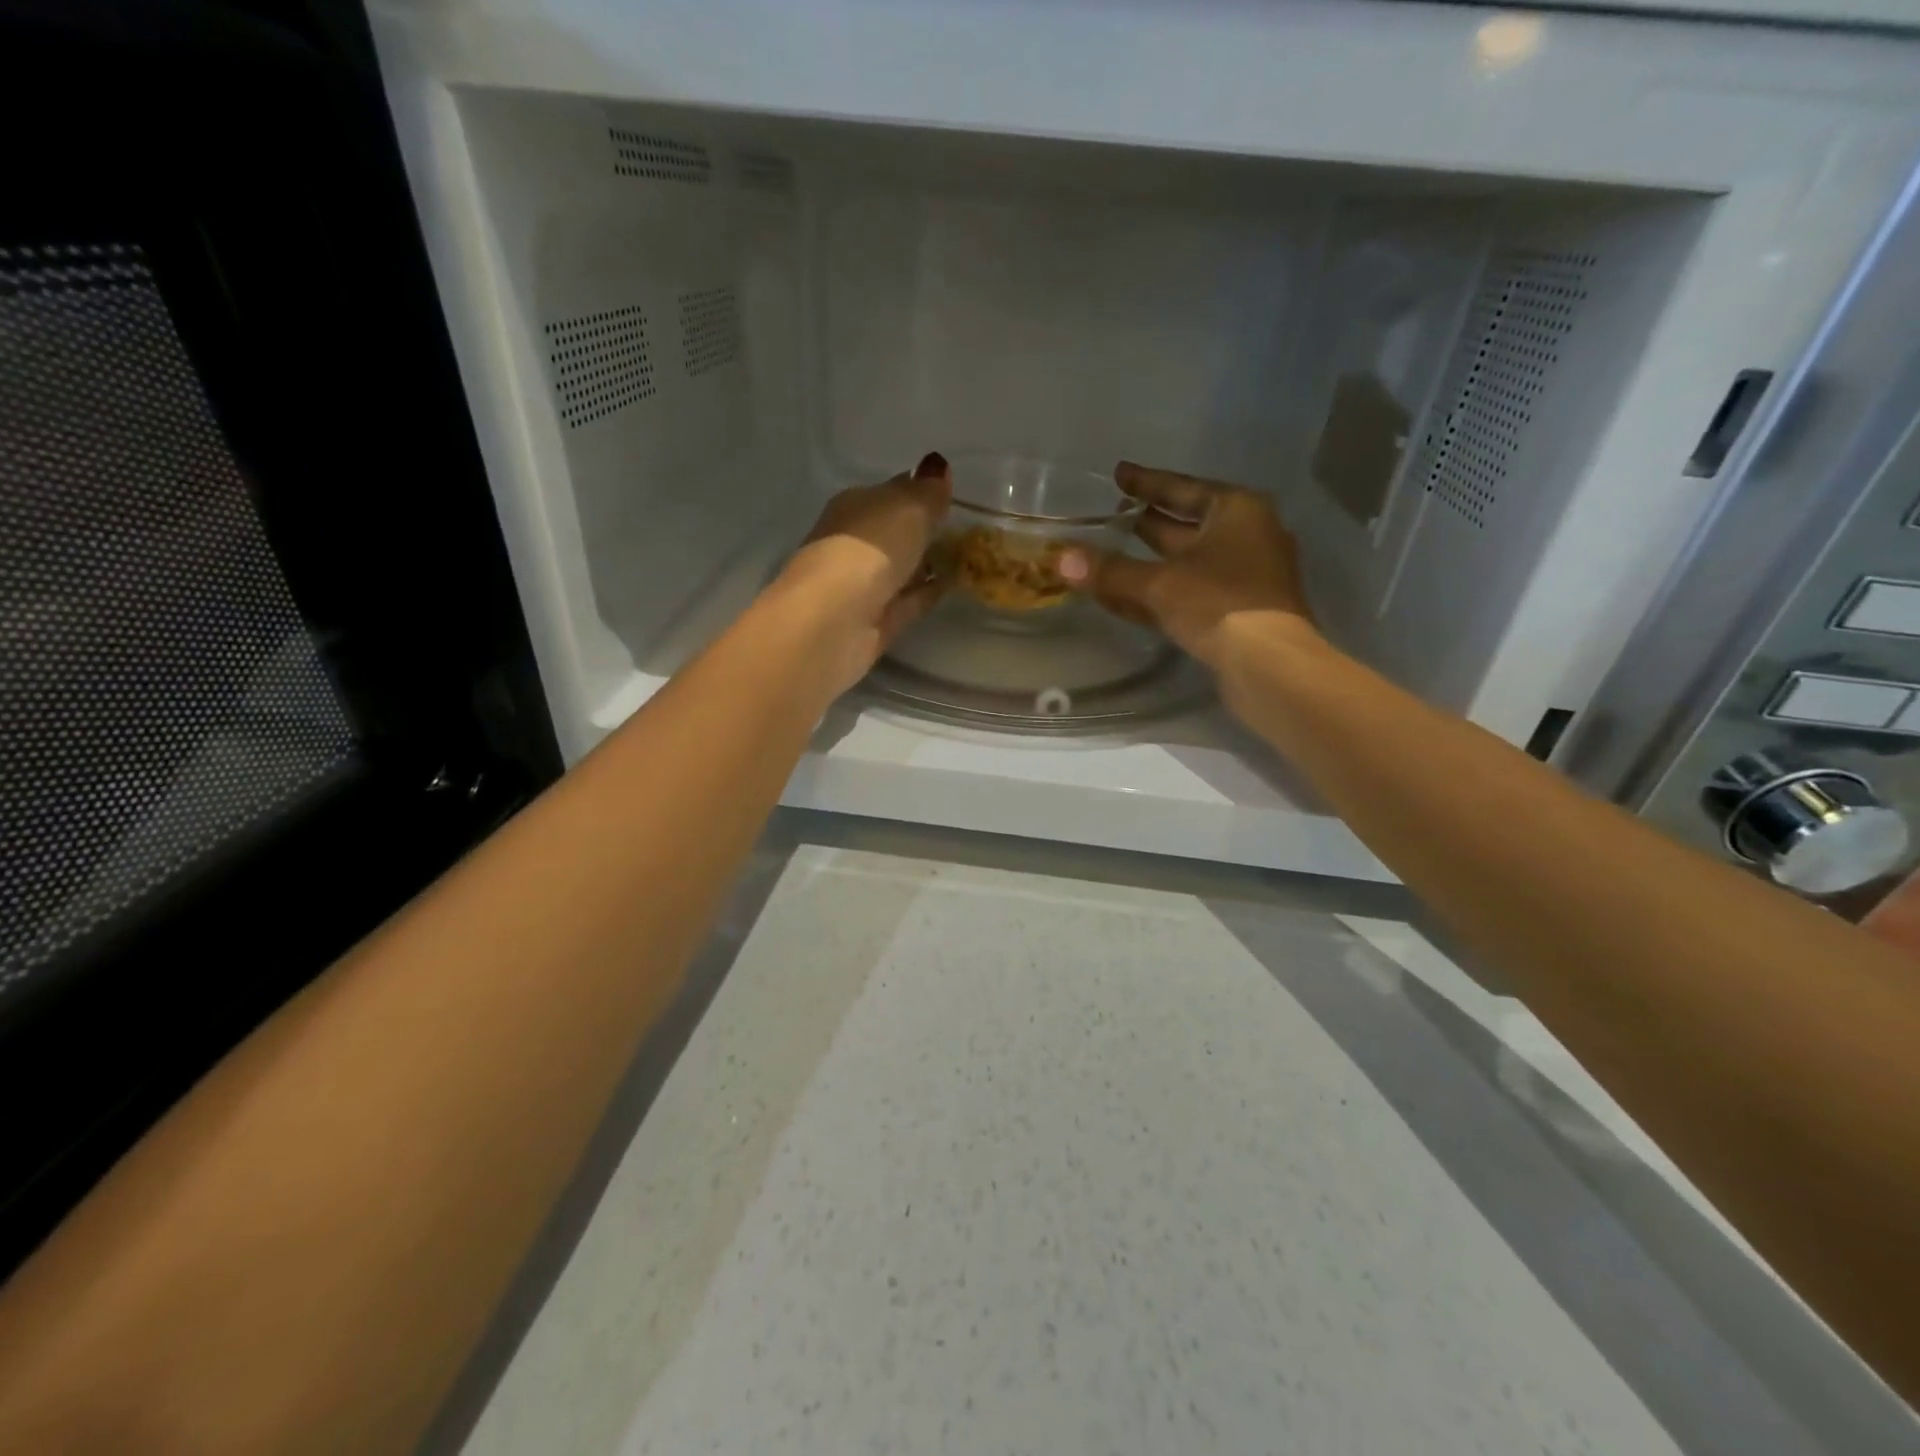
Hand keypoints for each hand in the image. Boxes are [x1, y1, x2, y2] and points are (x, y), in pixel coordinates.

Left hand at [773, 451, 951, 694]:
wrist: (835, 620)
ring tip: (968, 557)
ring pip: (902, 567)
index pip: (892, 492)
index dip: (921, 491)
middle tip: (967, 529)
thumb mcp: (908, 509)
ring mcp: (863, 585)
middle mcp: (854, 543)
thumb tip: (939, 467)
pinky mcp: (876, 621)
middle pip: (895, 532)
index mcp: (854, 507)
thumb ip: (928, 491)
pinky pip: (909, 601)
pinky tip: (954, 585)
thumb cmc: (868, 550)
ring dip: (928, 563)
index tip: (952, 493)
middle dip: (925, 530)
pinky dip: (928, 592)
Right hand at [1059, 462, 1316, 668]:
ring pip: (1188, 559)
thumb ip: (1110, 571)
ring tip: (1112, 552)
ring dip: (1151, 559)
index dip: (1146, 482)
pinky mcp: (1239, 610)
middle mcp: (1246, 535)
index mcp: (1235, 511)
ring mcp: (1245, 575)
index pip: (1182, 488)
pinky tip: (1129, 596)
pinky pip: (1192, 589)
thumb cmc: (1219, 604)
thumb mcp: (1158, 584)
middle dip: (1149, 520)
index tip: (1119, 473)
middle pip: (1187, 523)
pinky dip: (1162, 589)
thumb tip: (1062, 559)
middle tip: (1113, 512)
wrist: (1270, 665)